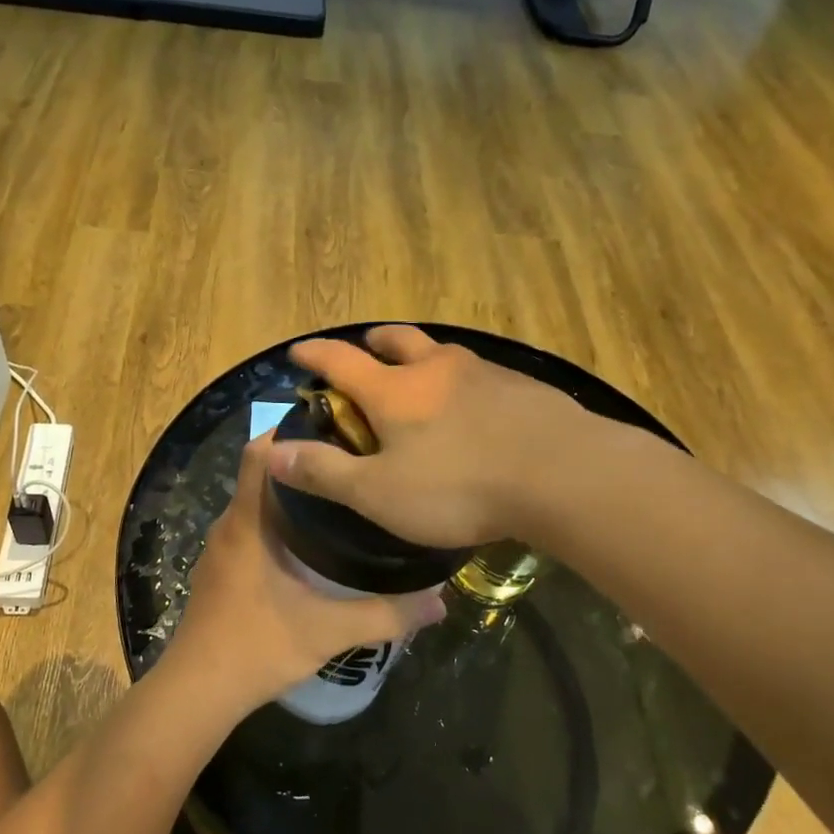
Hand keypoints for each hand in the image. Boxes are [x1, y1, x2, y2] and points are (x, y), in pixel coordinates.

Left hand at [170, 431, 445, 710]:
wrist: (196, 693)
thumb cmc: (256, 647)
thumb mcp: (329, 631)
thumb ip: (386, 615)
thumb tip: (440, 603)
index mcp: (248, 523)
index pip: (259, 453)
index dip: (290, 432)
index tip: (334, 428)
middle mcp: (230, 526)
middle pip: (263, 475)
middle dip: (304, 465)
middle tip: (353, 464)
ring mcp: (221, 550)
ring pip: (257, 506)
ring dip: (292, 498)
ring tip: (341, 500)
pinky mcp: (220, 573)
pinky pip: (251, 531)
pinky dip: (278, 526)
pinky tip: (311, 547)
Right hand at [265, 325, 580, 547]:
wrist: (561, 475)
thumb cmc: (458, 487)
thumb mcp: (379, 493)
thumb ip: (324, 472)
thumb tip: (272, 452)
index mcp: (394, 390)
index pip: (340, 361)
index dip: (314, 354)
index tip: (297, 351)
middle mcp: (436, 368)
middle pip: (397, 340)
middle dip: (373, 343)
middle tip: (365, 350)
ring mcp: (483, 373)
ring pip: (441, 352)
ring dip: (421, 356)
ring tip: (419, 375)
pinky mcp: (521, 387)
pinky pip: (478, 373)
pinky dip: (459, 379)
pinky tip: (472, 405)